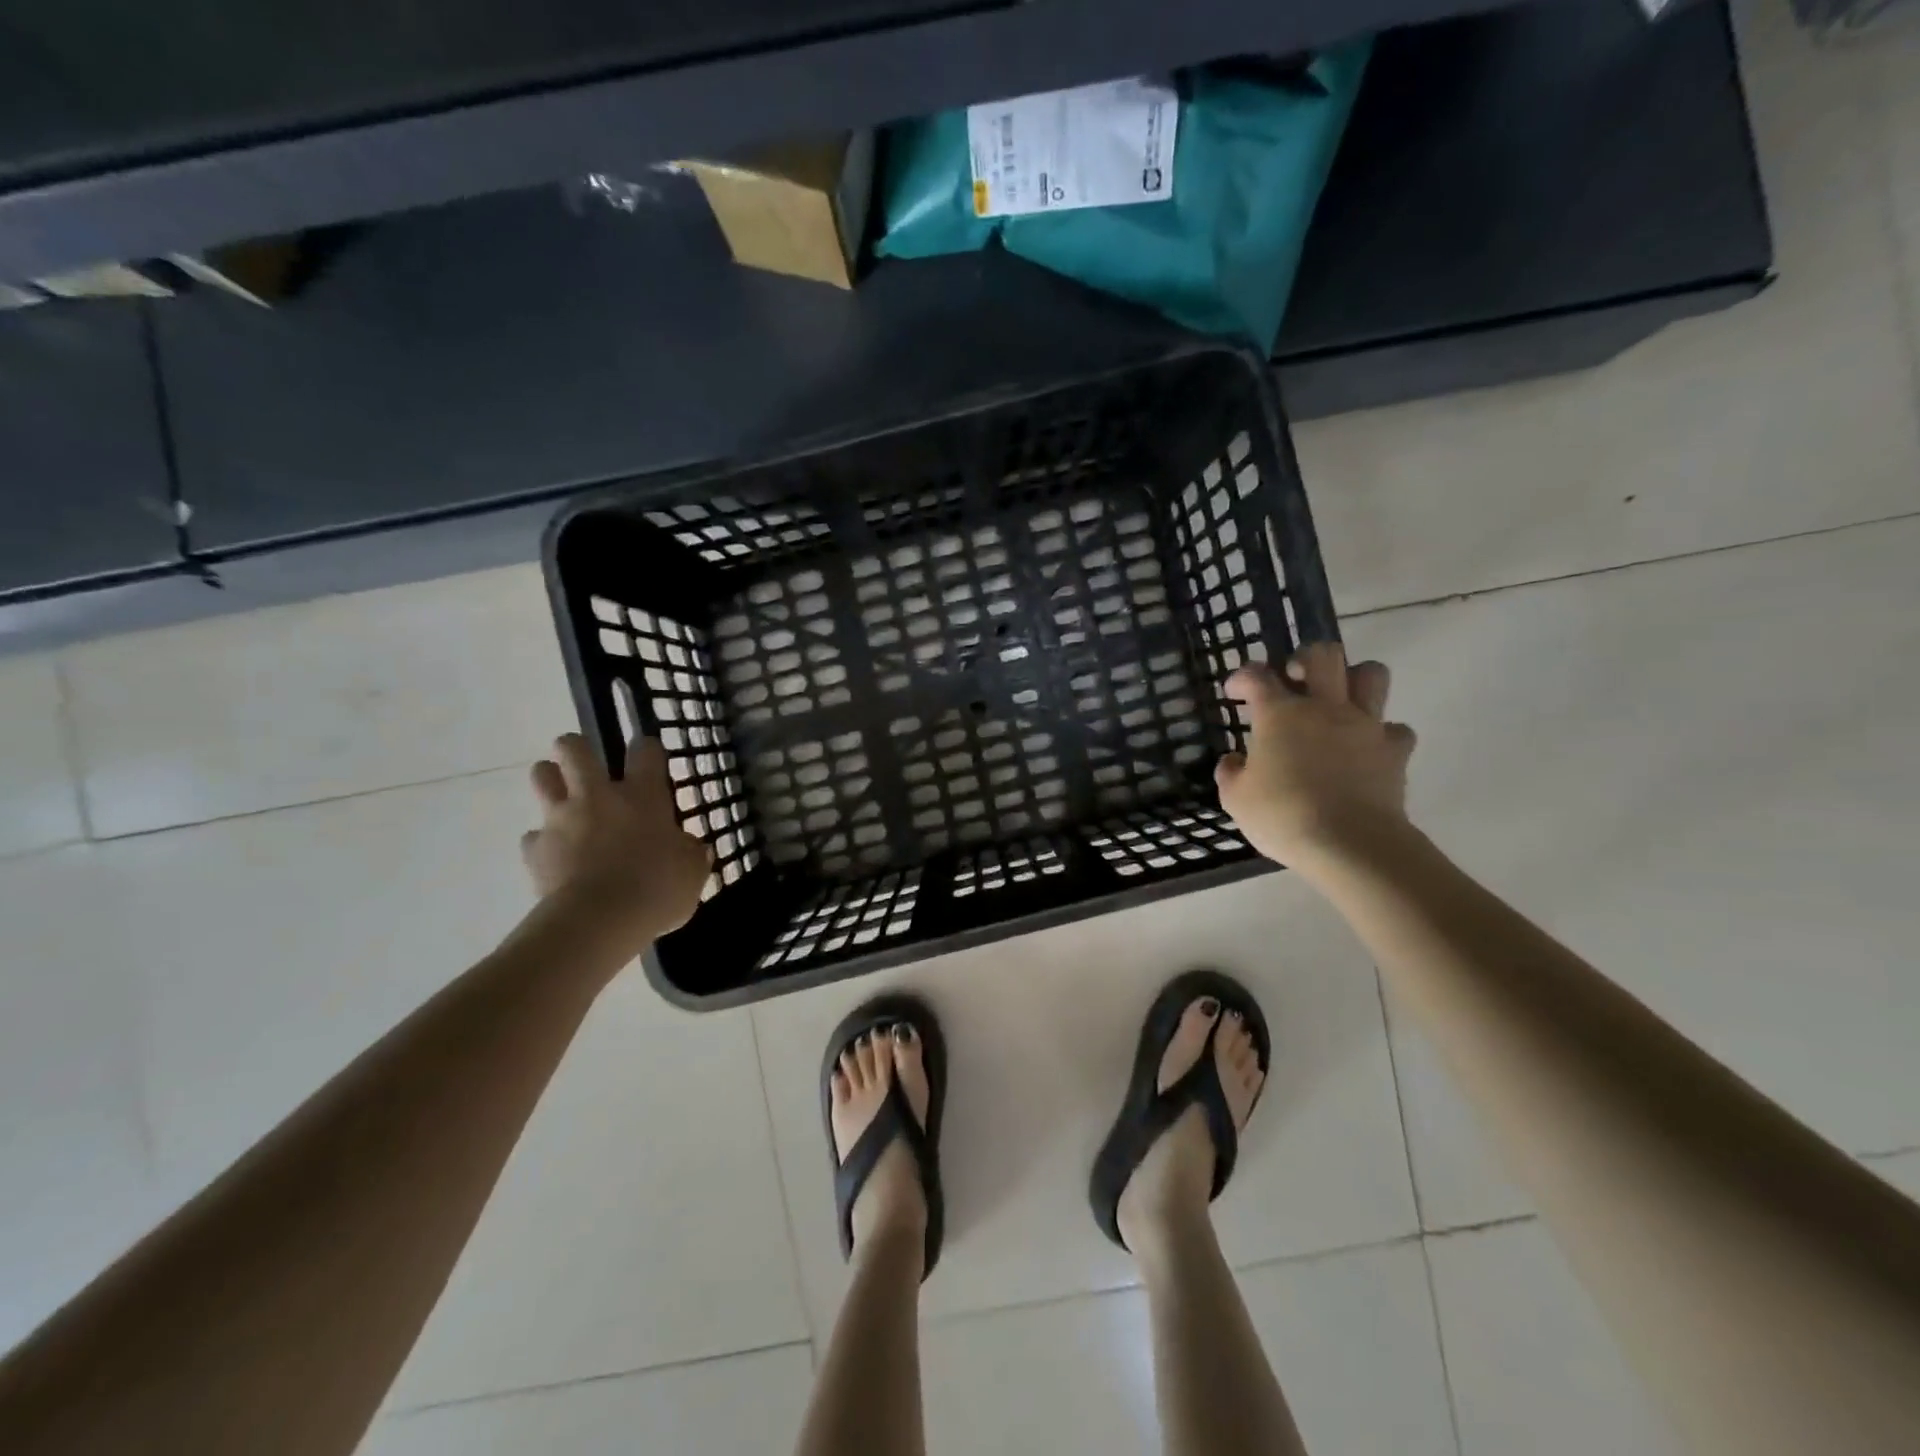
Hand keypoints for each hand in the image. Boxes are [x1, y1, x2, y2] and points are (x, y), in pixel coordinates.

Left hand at [522, 733, 711, 951]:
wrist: (596, 922)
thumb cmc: (655, 890)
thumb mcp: (692, 874)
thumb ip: (691, 854)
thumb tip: (693, 848)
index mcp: (643, 796)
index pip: (645, 750)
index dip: (647, 749)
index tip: (648, 758)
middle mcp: (598, 796)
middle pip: (574, 748)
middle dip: (576, 748)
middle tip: (587, 764)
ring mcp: (561, 819)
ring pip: (542, 776)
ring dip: (550, 780)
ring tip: (564, 798)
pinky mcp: (535, 849)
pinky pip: (533, 836)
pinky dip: (543, 842)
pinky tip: (556, 856)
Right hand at [1215, 643, 1417, 873]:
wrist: (1350, 843)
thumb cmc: (1283, 816)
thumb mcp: (1236, 799)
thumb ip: (1230, 773)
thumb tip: (1233, 761)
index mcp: (1280, 714)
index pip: (1257, 676)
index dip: (1242, 677)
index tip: (1235, 692)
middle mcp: (1324, 707)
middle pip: (1323, 655)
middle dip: (1305, 659)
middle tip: (1294, 679)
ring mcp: (1365, 725)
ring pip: (1372, 674)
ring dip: (1354, 678)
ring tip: (1340, 698)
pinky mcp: (1395, 750)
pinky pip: (1395, 728)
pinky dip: (1382, 733)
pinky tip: (1368, 748)